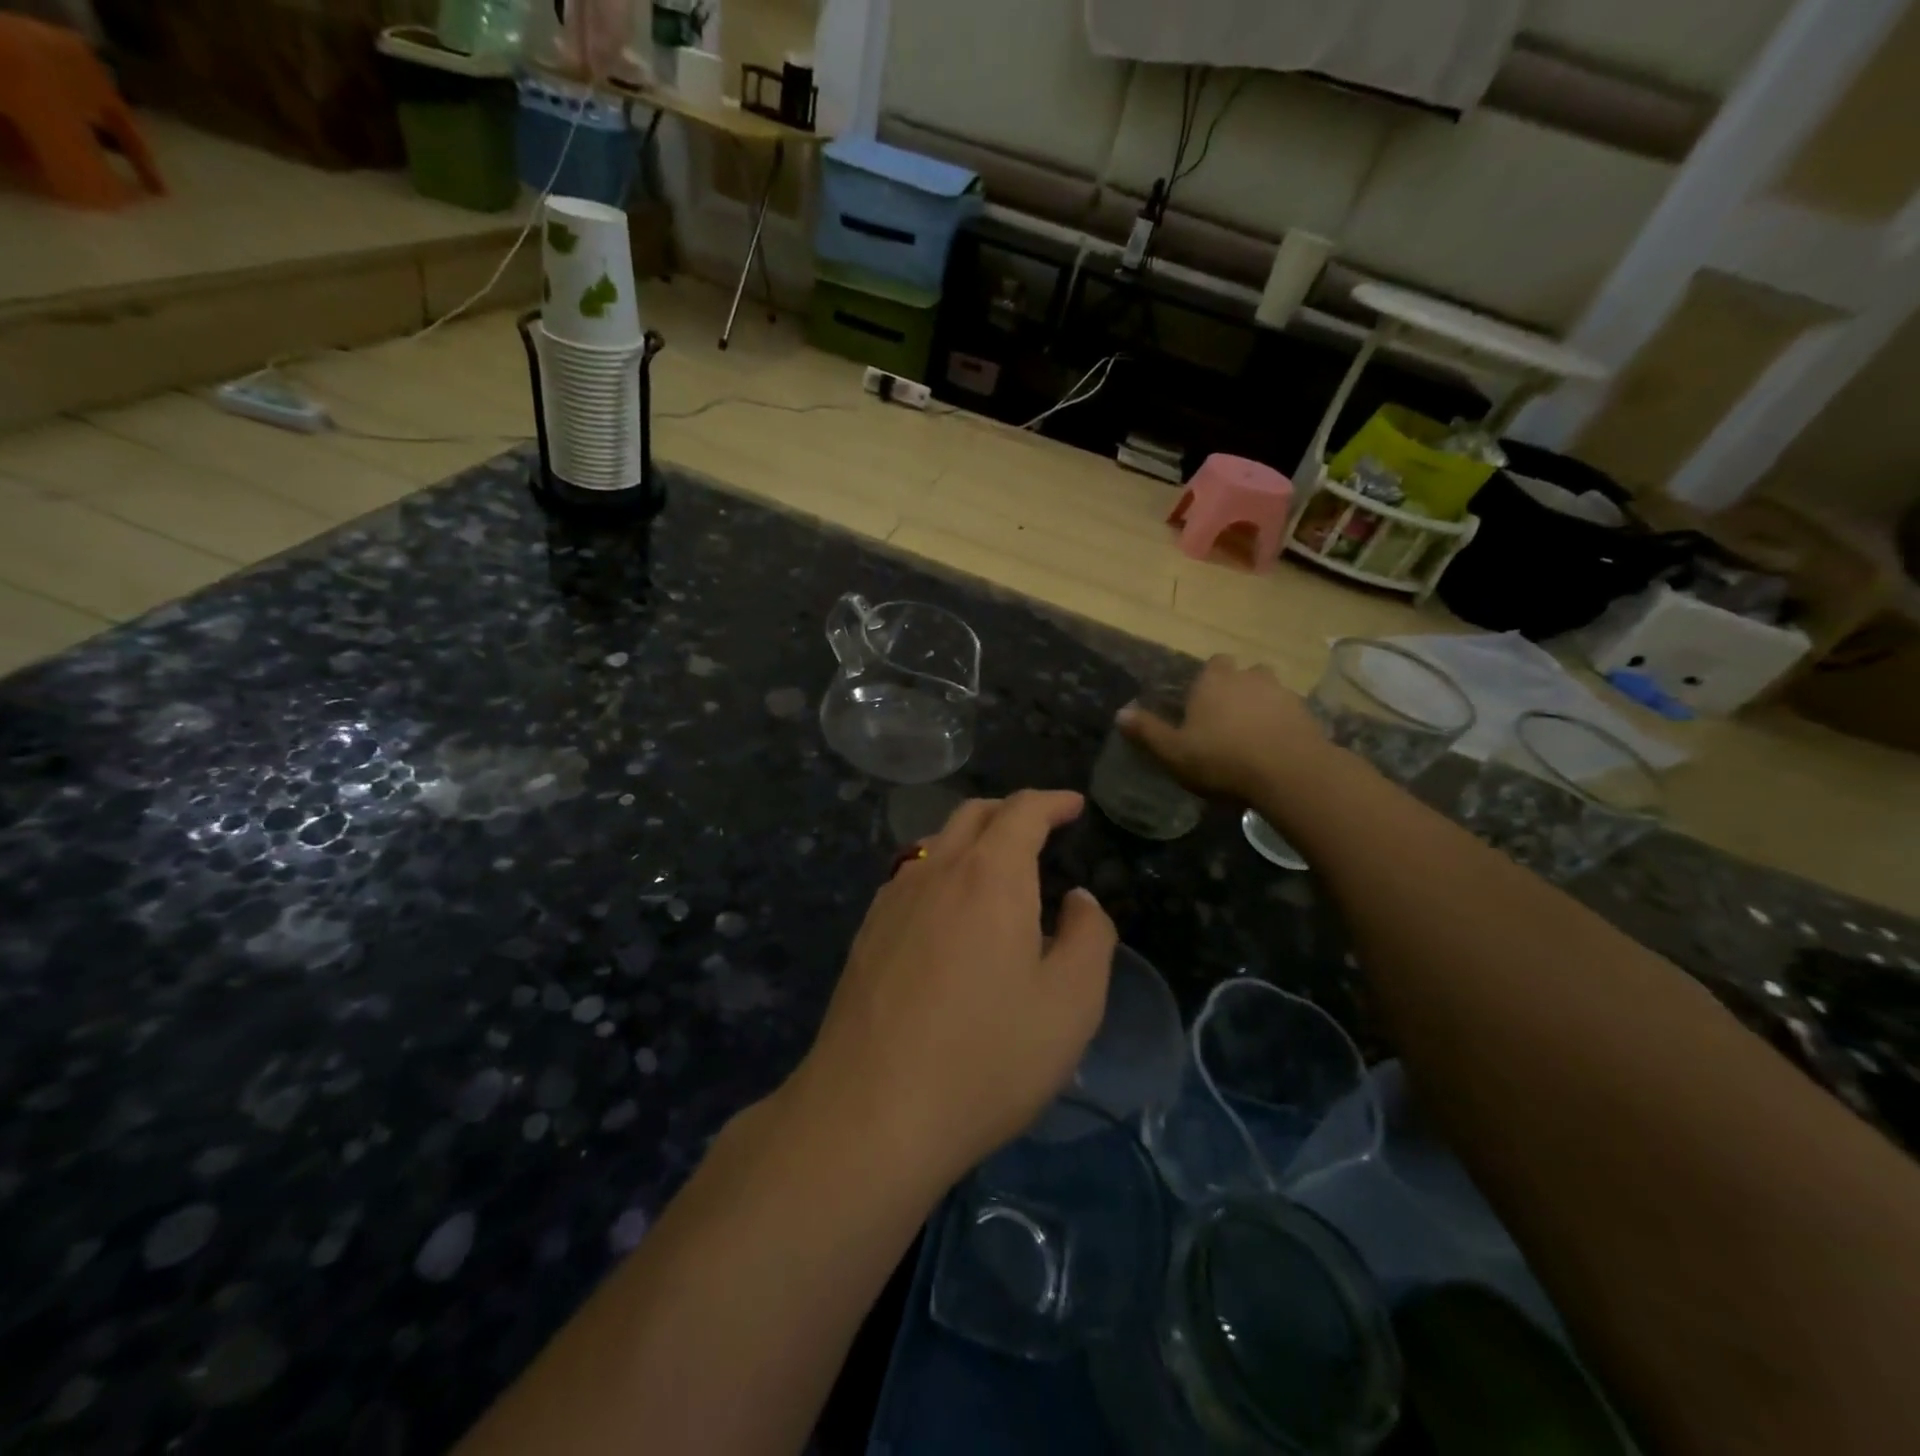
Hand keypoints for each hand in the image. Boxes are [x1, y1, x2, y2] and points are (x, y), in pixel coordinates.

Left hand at [795, 791, 1116, 1184]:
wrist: (871, 1111)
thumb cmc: (987, 1056)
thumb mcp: (1071, 1004)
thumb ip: (1089, 937)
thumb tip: (1079, 899)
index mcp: (990, 875)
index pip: (1022, 811)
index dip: (1052, 802)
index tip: (1074, 805)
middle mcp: (937, 871)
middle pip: (973, 815)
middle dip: (1012, 811)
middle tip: (1041, 827)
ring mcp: (893, 899)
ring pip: (938, 843)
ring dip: (973, 839)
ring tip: (999, 867)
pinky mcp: (867, 932)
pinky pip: (912, 877)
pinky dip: (943, 870)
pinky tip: (949, 910)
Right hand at [1118, 655, 1329, 801]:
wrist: (1289, 773)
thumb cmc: (1222, 759)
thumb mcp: (1174, 752)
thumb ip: (1147, 732)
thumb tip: (1120, 713)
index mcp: (1214, 681)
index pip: (1212, 663)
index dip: (1207, 681)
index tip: (1201, 704)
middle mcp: (1249, 677)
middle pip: (1244, 673)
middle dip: (1236, 689)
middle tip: (1226, 720)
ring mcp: (1283, 693)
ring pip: (1269, 691)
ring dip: (1262, 705)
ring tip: (1252, 735)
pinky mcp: (1308, 714)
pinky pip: (1290, 713)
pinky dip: (1282, 724)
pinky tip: (1275, 749)